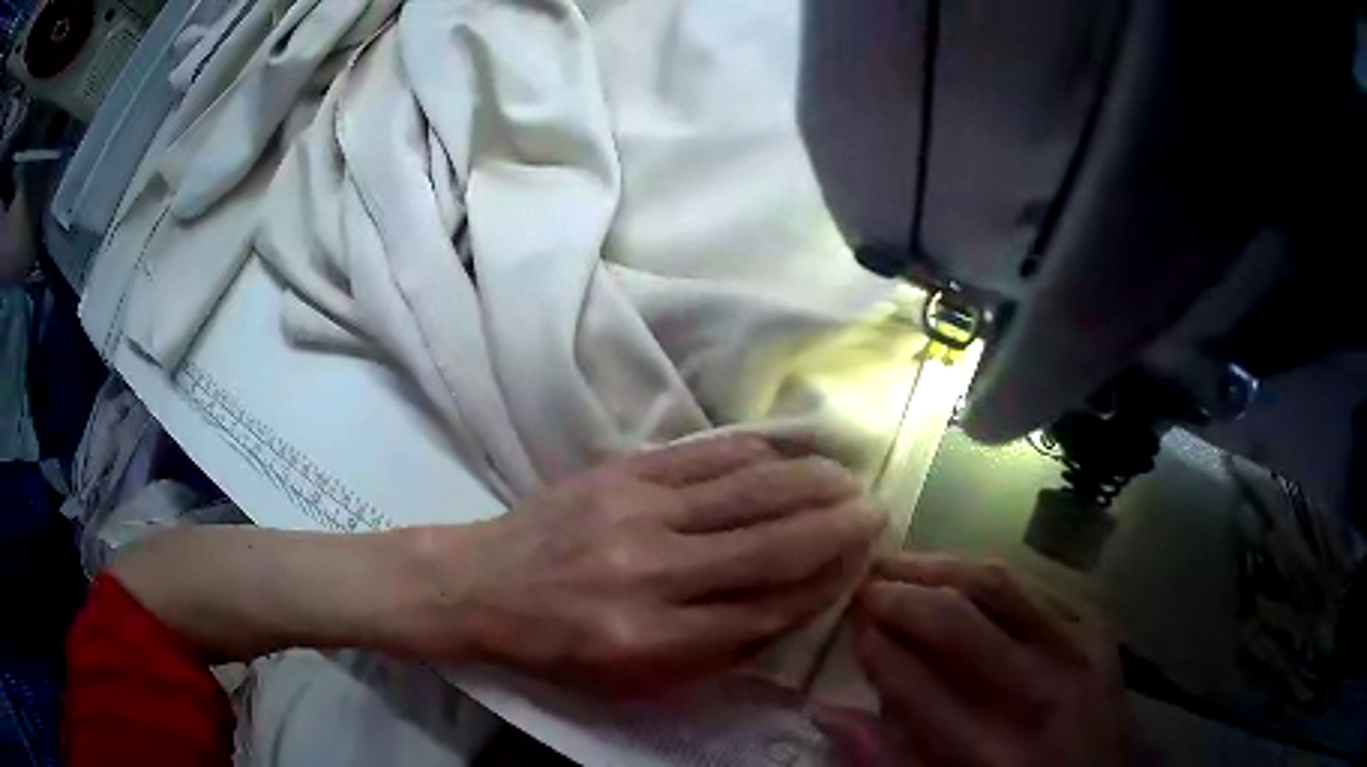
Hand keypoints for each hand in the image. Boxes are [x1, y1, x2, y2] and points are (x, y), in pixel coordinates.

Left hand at [410, 435, 886, 692]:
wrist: (480, 585)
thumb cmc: (557, 647)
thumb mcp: (633, 681)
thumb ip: (714, 652)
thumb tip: (787, 611)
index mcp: (653, 639)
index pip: (766, 609)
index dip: (825, 585)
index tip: (859, 567)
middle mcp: (652, 572)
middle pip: (771, 543)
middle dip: (837, 526)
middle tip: (877, 511)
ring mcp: (636, 511)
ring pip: (747, 490)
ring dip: (810, 481)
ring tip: (849, 478)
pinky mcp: (621, 472)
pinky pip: (706, 455)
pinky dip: (759, 452)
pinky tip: (791, 452)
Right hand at [832, 554, 1128, 766]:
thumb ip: (887, 760)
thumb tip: (828, 710)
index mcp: (991, 754)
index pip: (916, 683)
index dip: (874, 648)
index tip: (850, 629)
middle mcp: (1039, 693)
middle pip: (958, 619)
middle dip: (899, 596)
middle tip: (864, 586)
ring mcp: (1077, 651)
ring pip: (999, 584)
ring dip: (939, 568)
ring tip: (899, 565)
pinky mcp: (1098, 628)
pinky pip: (1034, 585)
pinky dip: (988, 578)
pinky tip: (960, 580)